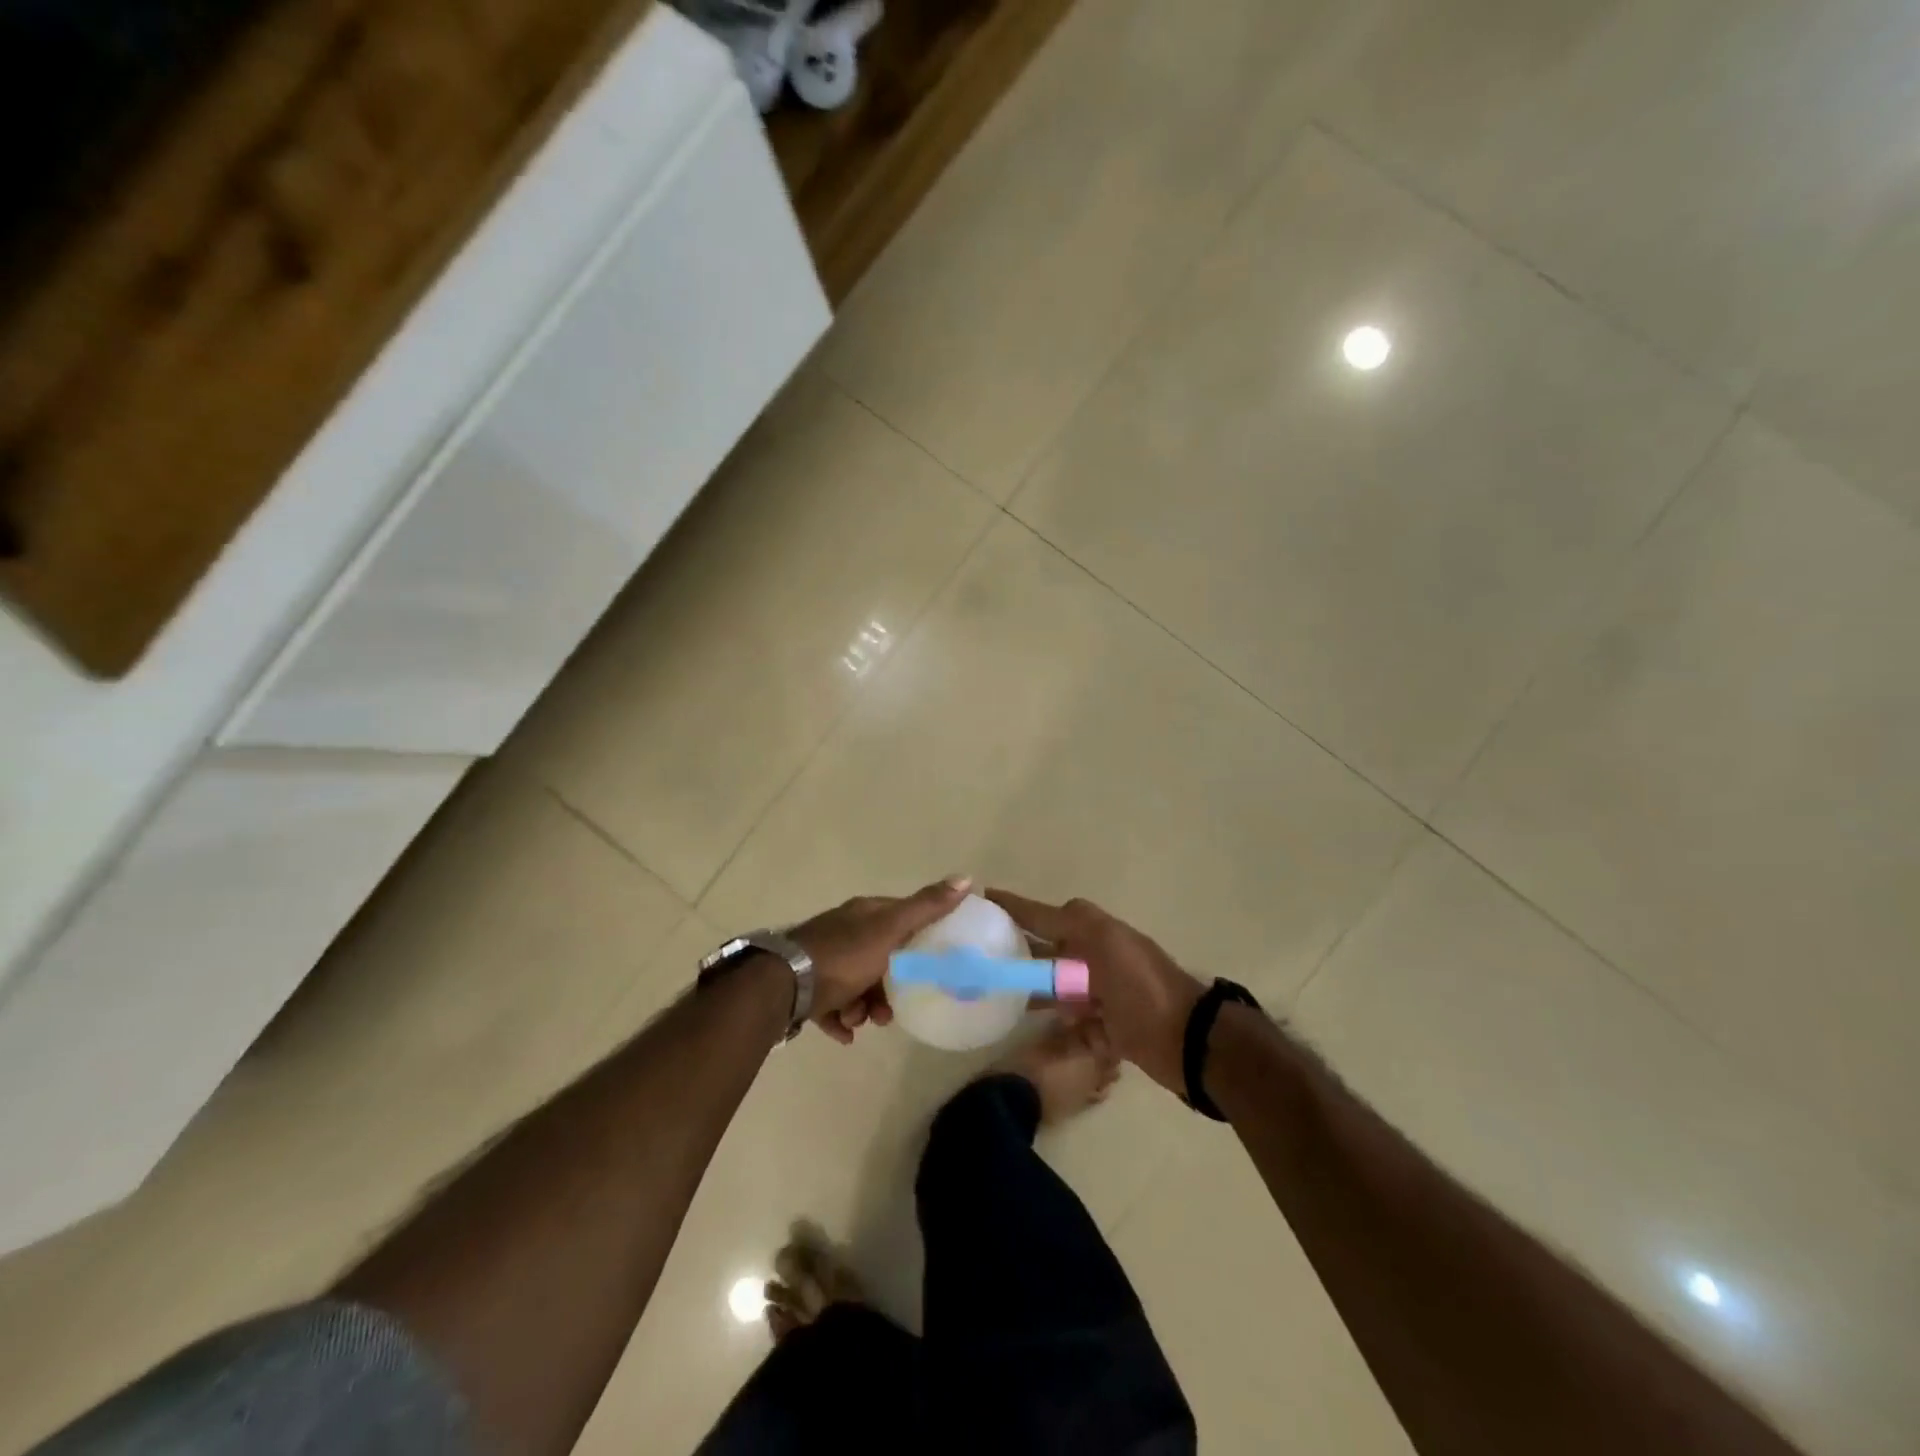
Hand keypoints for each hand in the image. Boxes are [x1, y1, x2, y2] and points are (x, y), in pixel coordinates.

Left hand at [788, 876, 972, 1042]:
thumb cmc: (844, 956)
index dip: (916, 940)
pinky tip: (844, 1033)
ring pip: (854, 985)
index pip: (899, 917)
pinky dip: (840, 1020)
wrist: (784, 985)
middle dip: (888, 987)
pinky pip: (830, 1006)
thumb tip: (966, 878)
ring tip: (860, 1023)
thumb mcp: (891, 930)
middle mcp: (842, 932)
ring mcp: (821, 959)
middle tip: (891, 1011)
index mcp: (863, 914)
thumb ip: (926, 908)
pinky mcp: (805, 988)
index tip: (927, 966)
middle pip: (877, 958)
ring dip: (863, 1008)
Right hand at [986, 890, 1206, 1095]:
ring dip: (1030, 993)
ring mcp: (1100, 996)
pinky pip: (1070, 1028)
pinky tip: (1030, 1036)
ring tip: (993, 997)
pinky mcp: (1105, 1030)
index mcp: (1092, 933)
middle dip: (1015, 955)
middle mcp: (1093, 960)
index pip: (1043, 915)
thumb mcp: (1105, 940)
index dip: (1014, 907)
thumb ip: (1073, 920)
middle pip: (1045, 955)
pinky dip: (1055, 1030)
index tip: (982, 899)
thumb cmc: (1140, 985)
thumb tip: (1040, 910)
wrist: (1187, 1039)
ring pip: (1054, 991)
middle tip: (978, 960)